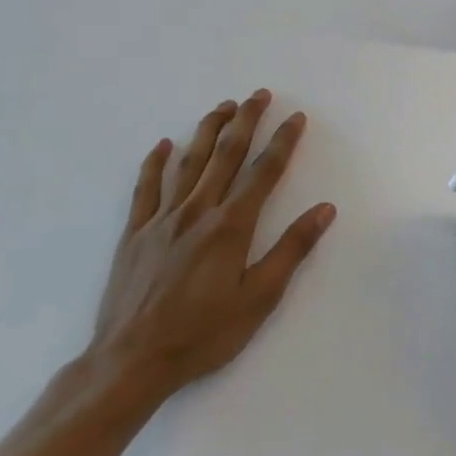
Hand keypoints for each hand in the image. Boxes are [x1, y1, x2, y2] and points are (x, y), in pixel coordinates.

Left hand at [88, 91, 335, 399]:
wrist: (131, 361)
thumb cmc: (204, 333)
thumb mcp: (260, 297)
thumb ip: (292, 249)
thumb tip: (325, 209)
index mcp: (231, 226)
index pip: (264, 172)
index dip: (283, 142)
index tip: (296, 117)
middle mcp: (197, 212)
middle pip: (226, 155)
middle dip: (245, 121)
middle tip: (258, 95)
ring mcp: (162, 220)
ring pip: (188, 163)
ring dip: (207, 131)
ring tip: (222, 107)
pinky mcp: (134, 234)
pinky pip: (146, 189)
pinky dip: (155, 163)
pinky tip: (164, 145)